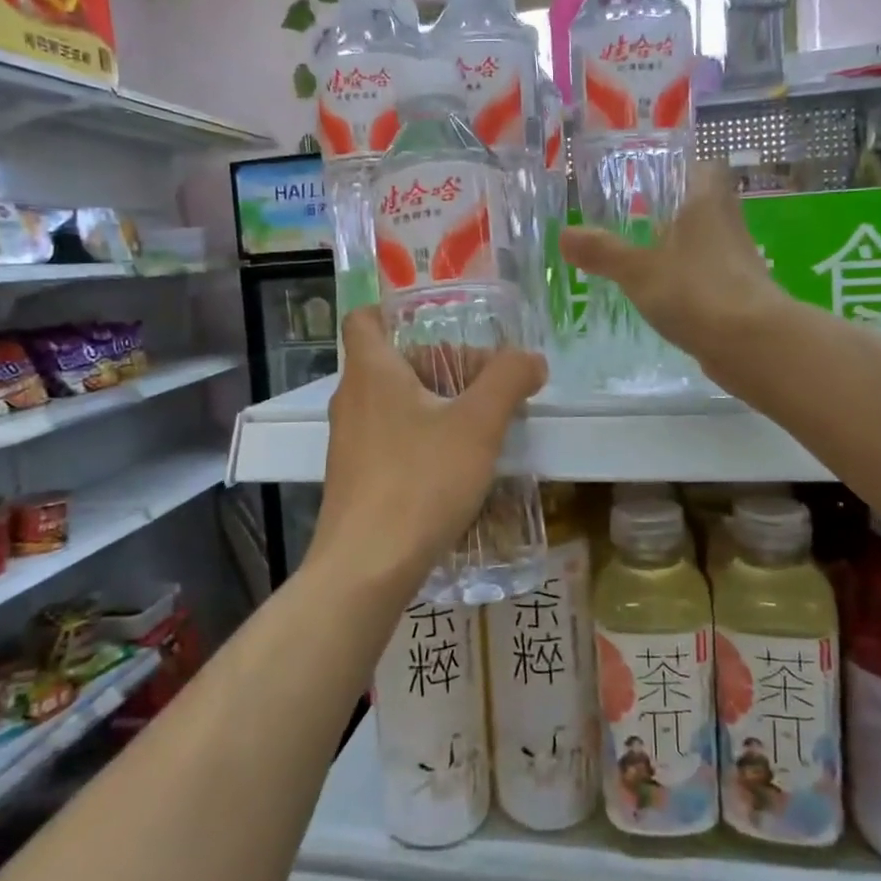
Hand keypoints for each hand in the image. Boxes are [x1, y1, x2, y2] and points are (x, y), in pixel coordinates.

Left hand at [314, 307, 545, 589]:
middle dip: (440, 365)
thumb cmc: (420, 481)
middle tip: (486, 383)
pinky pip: (390, 438)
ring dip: (435, 403)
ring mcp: (348, 441)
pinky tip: (456, 465)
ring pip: (393, 402)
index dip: (397, 312)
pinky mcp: (355, 477)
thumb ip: (508, 381)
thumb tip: (532, 359)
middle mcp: (351, 399)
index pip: (364, 318)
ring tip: (481, 424)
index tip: (441, 325)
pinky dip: (421, 436)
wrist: (366, 567)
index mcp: (371, 371)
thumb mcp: (477, 425)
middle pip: (392, 361)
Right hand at [560, 160, 780, 366]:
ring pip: (707, 242)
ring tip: (643, 256)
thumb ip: (603, 252)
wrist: (753, 345)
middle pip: (705, 205)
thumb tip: (563, 234)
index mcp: (707, 203)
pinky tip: (665, 295)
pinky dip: (690, 280)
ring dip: (682, 247)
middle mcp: (727, 224)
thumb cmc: (696, 292)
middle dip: (675, 210)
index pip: (704, 168)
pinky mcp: (741, 295)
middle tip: (637, 218)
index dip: (682, 168)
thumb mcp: (639, 271)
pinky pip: (710, 276)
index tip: (654, 177)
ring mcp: (738, 262)